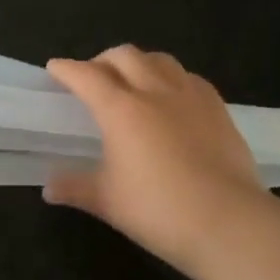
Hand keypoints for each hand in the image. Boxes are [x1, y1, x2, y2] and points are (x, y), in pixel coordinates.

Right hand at [44, 47, 278, 279]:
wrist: (231, 223)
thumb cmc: (159, 210)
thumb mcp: (107, 202)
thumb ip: (75, 188)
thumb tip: (49, 188)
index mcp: (120, 110)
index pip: (86, 76)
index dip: (67, 69)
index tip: (55, 68)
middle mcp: (154, 92)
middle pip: (124, 56)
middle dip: (102, 60)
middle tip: (92, 77)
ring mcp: (191, 98)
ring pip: (160, 60)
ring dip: (138, 63)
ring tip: (132, 80)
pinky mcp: (219, 110)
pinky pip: (189, 78)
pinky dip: (172, 78)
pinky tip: (172, 97)